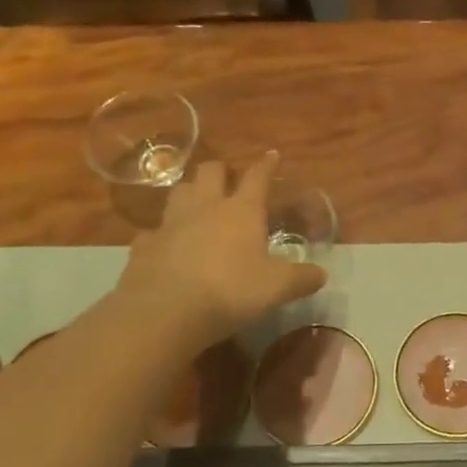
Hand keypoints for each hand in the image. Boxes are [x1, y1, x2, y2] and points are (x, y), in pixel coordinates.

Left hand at [114, 152, 326, 347]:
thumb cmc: (230, 291)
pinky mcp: (145, 245)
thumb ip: (302, 279)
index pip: (257, 177)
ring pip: (179, 191)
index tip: (272, 155)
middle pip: (210, 171)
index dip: (266, 165)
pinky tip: (166, 245)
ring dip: (190, 192)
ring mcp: (171, 223)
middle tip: (228, 180)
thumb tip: (322, 274)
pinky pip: (153, 231)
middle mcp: (205, 207)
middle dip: (220, 170)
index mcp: (241, 211)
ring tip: (198, 204)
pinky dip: (162, 234)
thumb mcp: (277, 288)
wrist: (165, 311)